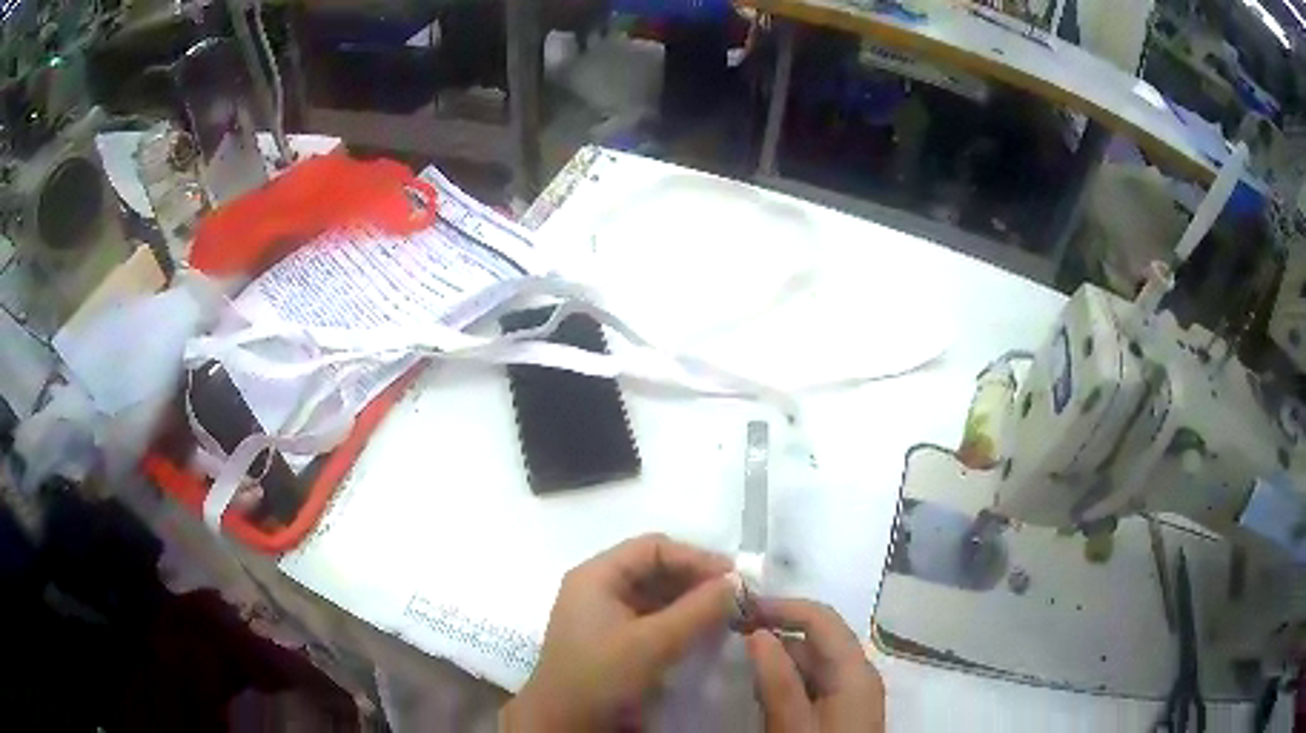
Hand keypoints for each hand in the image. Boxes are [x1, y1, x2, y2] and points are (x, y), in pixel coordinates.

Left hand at [501, 534, 734, 730]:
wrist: (564, 723)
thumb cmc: (601, 676)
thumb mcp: (653, 642)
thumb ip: (698, 609)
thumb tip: (735, 581)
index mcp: (596, 576)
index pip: (653, 548)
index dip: (695, 558)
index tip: (733, 578)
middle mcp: (597, 587)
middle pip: (654, 569)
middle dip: (696, 580)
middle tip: (736, 597)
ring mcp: (602, 614)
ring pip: (654, 595)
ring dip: (690, 601)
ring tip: (726, 614)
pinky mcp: (610, 639)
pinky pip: (650, 617)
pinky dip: (678, 620)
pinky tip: (702, 632)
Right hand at [747, 599, 884, 731]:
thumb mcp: (793, 722)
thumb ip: (776, 680)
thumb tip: (757, 632)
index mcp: (855, 669)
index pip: (822, 618)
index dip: (782, 607)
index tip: (741, 608)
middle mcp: (860, 674)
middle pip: (818, 639)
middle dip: (778, 634)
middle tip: (733, 639)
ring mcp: (855, 694)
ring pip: (815, 662)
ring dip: (781, 660)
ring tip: (744, 669)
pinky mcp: (846, 711)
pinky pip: (817, 683)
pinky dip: (791, 680)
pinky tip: (766, 694)